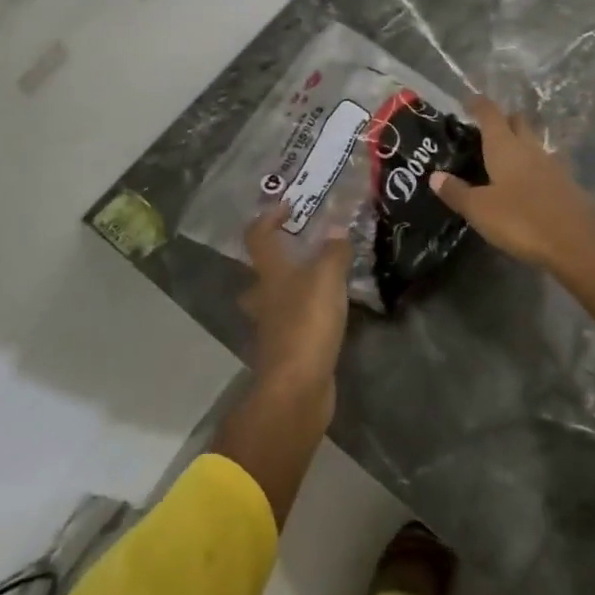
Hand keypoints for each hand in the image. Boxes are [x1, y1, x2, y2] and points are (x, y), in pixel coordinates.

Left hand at [240, 201, 352, 399]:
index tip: (287, 205)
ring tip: (322, 280)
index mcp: (270, 274)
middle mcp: (264, 298)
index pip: (258, 236)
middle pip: (262, 272)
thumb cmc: (307, 323)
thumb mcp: (327, 278)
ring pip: (277, 299)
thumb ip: (334, 251)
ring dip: (293, 288)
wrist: (297, 389)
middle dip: (278, 259)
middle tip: (303, 248)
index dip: (268, 218)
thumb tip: (337, 227)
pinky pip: (294, 323)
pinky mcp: (287, 351)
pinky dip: (307, 314)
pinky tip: (329, 312)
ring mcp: (273, 327)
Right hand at [430, 96, 594, 272]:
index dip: (478, 104)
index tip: (468, 102)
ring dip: (520, 143)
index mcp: (505, 146)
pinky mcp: (567, 183)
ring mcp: (552, 164)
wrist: (575, 244)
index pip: (490, 113)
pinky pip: (545, 164)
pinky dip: (533, 166)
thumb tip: (434, 176)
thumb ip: (456, 191)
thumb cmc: (520, 220)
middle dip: (502, 120)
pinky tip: (526, 184)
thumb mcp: (479, 210)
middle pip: (517, 121)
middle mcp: (530, 147)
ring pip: (533, 142)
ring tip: (504, 159)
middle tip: (485, 131)